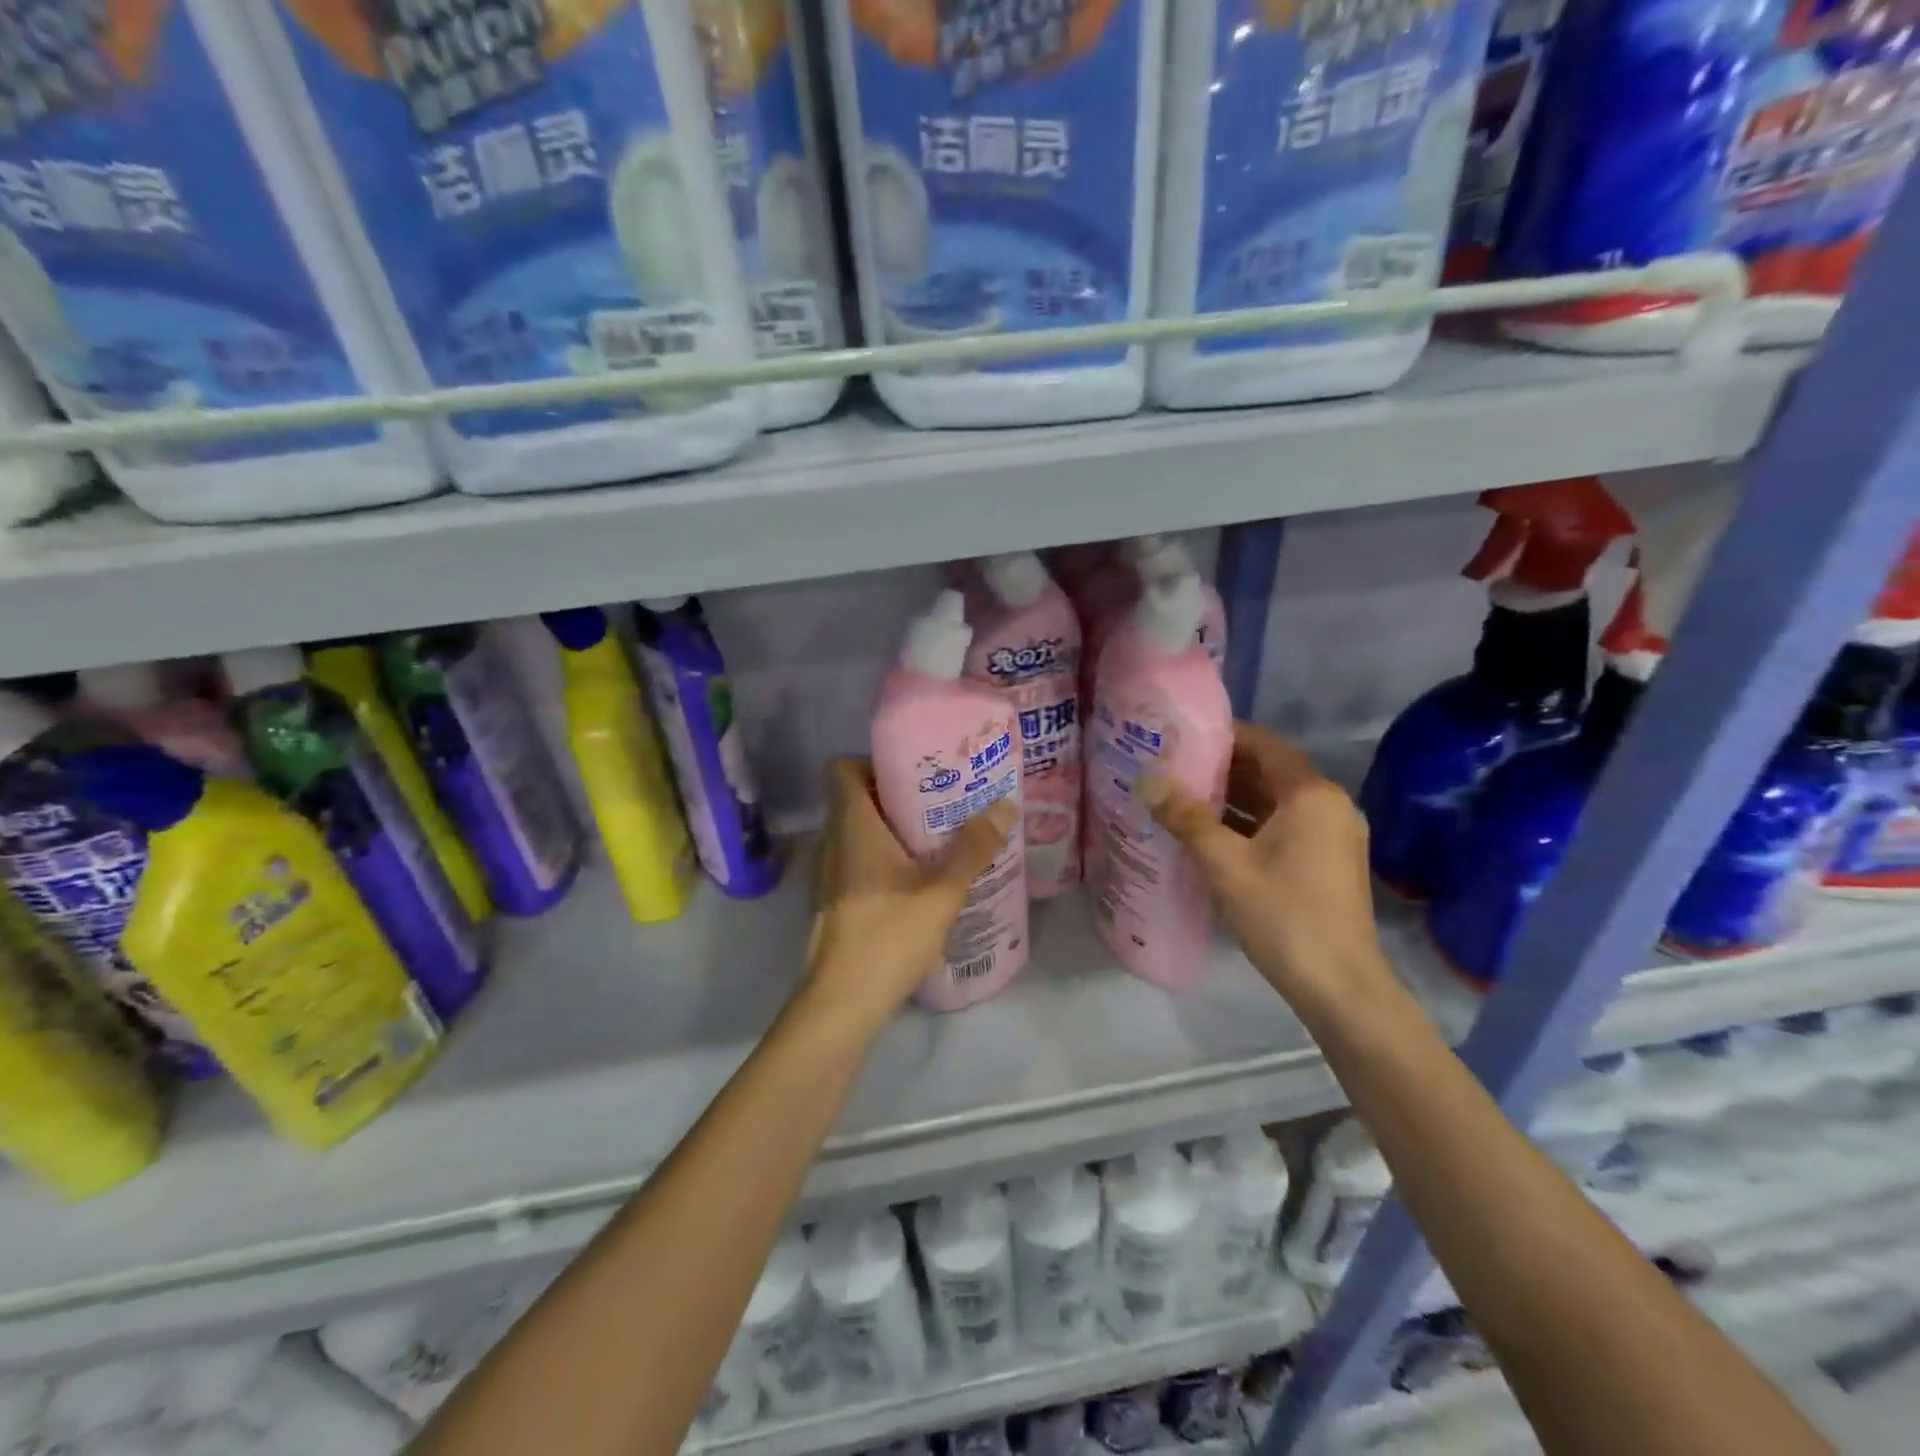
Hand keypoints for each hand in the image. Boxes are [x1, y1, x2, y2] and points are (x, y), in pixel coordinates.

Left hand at [804, 758, 1016, 1026]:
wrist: (842, 1002)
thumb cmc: (889, 934)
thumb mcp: (942, 891)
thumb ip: (973, 849)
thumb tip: (1005, 806)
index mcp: (853, 826)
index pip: (841, 769)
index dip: (872, 763)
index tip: (914, 772)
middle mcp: (834, 842)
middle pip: (856, 799)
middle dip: (897, 796)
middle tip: (942, 802)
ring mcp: (829, 875)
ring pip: (858, 833)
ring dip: (892, 830)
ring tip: (938, 837)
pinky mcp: (834, 902)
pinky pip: (857, 862)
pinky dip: (884, 859)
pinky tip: (920, 879)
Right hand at [1139, 722, 1393, 1011]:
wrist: (1339, 987)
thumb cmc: (1283, 915)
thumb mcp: (1225, 864)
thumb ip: (1186, 818)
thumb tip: (1148, 779)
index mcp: (1312, 795)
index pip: (1264, 746)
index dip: (1223, 736)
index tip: (1180, 736)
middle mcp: (1328, 806)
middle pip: (1269, 773)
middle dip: (1221, 768)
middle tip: (1171, 766)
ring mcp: (1330, 837)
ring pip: (1274, 803)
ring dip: (1231, 798)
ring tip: (1180, 795)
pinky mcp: (1326, 863)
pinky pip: (1281, 828)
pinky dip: (1247, 824)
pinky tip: (1207, 834)